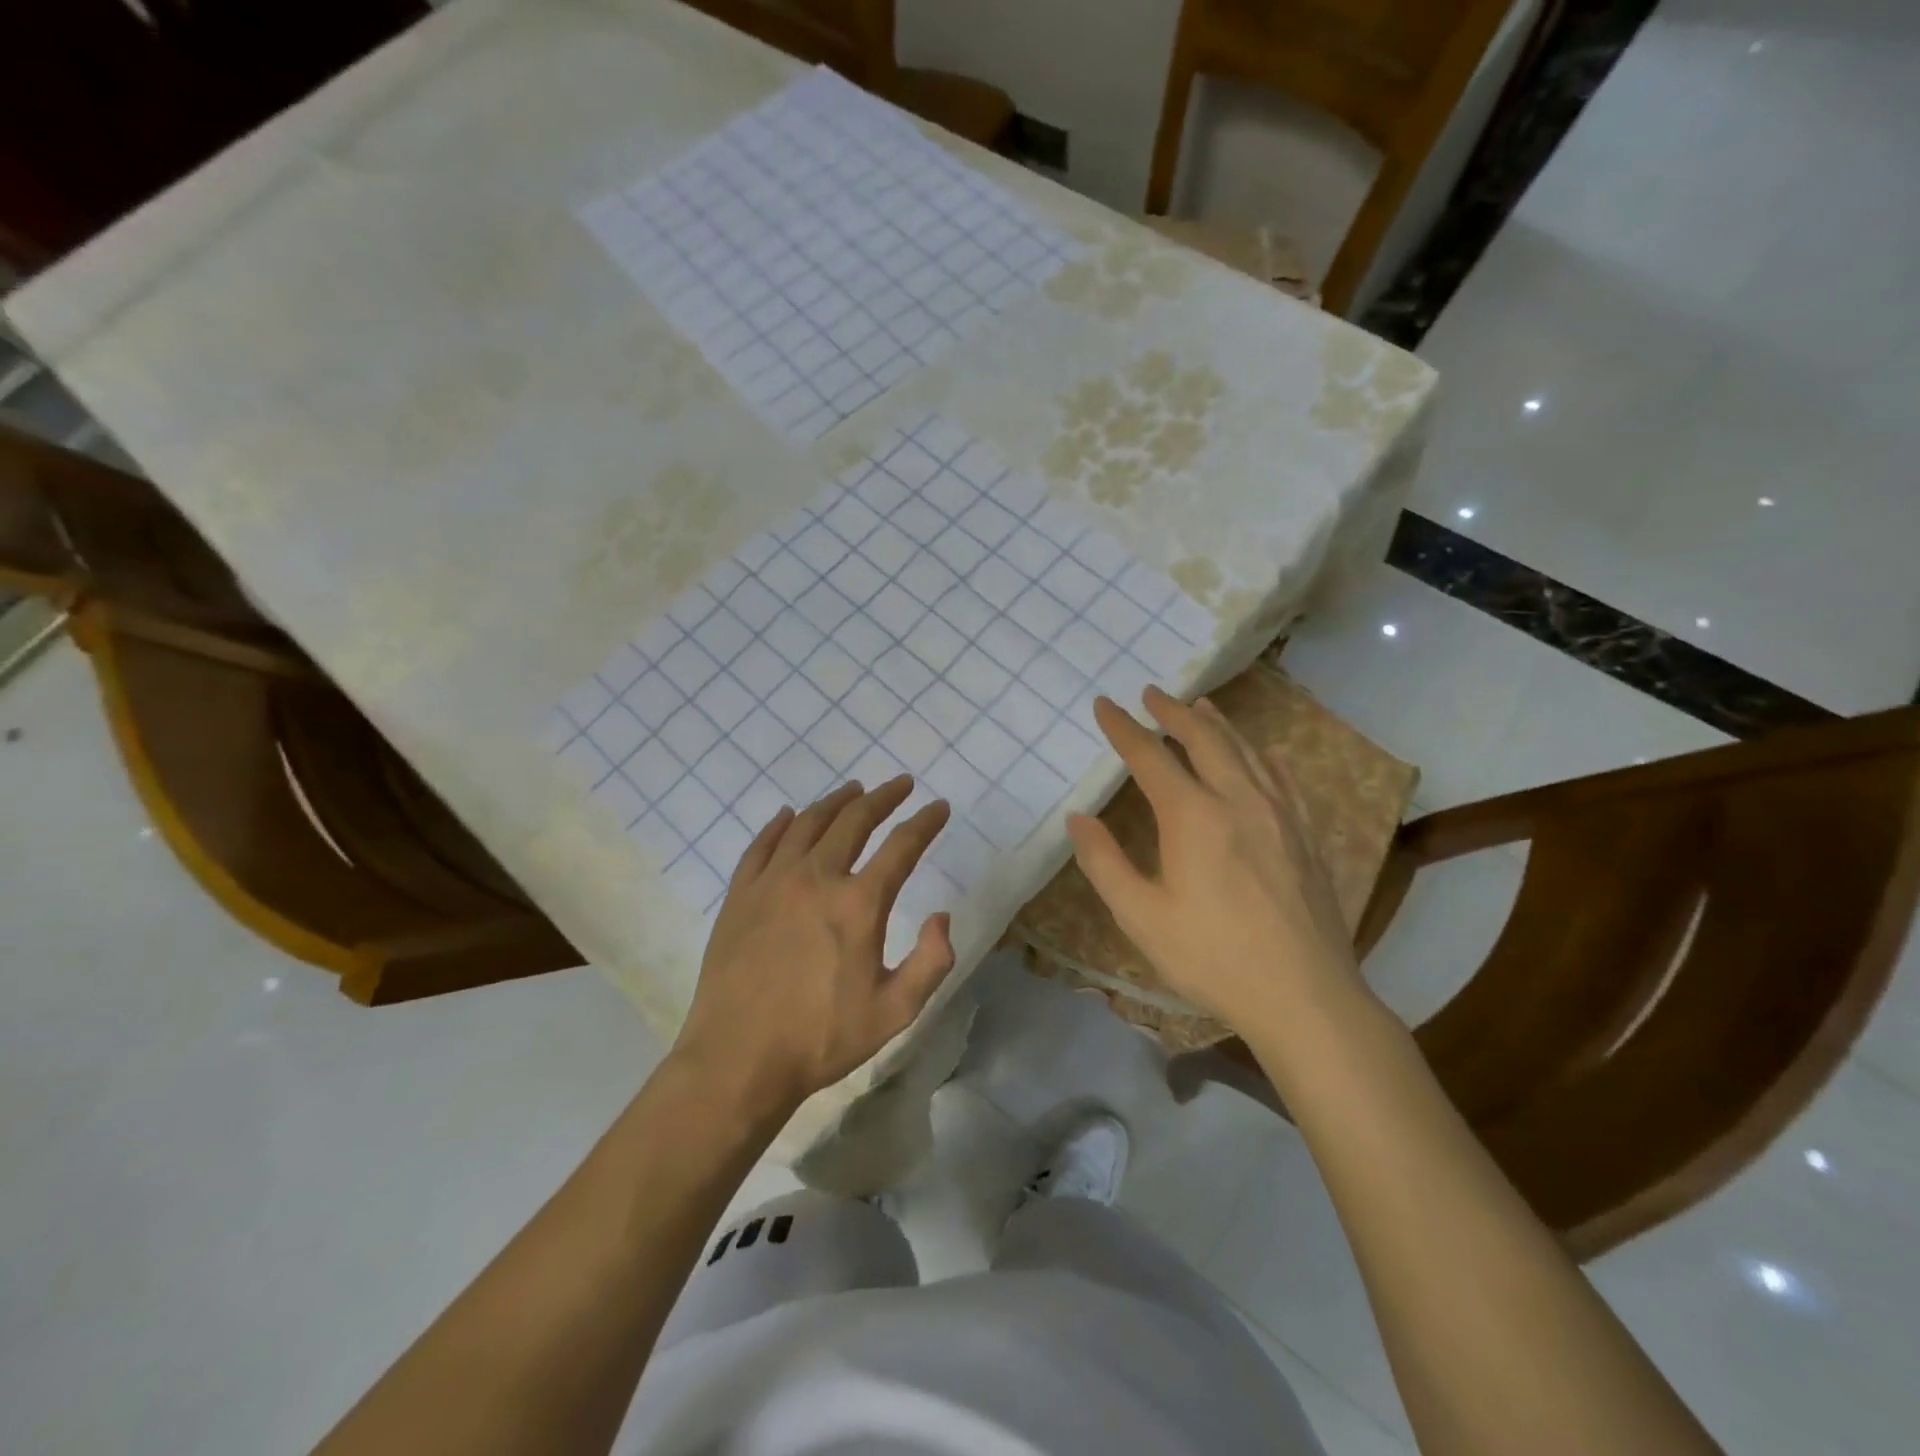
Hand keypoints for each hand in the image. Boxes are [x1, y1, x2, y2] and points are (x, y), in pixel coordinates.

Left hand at [673, 776, 955, 1117]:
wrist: (737, 1060)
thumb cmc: (821, 1039)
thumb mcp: (895, 1012)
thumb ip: (931, 961)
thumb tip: (941, 916)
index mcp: (859, 904)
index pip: (902, 846)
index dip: (925, 822)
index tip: (939, 807)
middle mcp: (816, 878)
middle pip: (854, 820)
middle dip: (883, 797)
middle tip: (900, 784)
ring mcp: (772, 882)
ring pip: (808, 823)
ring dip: (836, 801)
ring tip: (853, 790)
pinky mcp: (740, 895)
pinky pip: (762, 844)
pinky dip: (780, 824)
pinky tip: (789, 815)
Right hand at [1067, 686, 1361, 1032]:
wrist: (1304, 996)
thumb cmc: (1211, 957)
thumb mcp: (1141, 916)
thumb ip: (1104, 862)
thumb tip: (1078, 818)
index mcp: (1192, 816)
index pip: (1151, 756)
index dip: (1123, 728)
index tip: (1105, 705)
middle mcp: (1238, 800)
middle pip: (1204, 739)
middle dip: (1173, 712)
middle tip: (1152, 693)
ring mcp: (1279, 814)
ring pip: (1246, 751)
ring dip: (1218, 724)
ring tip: (1200, 707)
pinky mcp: (1305, 834)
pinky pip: (1282, 777)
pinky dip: (1263, 754)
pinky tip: (1261, 754)